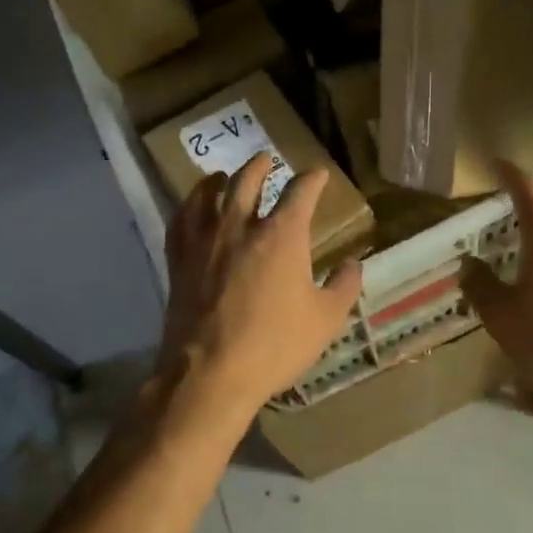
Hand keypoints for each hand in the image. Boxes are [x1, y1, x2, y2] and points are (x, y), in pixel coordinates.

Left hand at [154, 152, 362, 434]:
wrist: (210, 373)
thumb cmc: (275, 344)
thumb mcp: (326, 319)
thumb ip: (343, 286)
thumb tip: (353, 264)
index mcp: (282, 234)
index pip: (300, 191)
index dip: (312, 179)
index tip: (318, 175)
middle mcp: (242, 226)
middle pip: (248, 180)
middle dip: (261, 165)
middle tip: (267, 159)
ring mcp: (205, 240)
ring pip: (208, 193)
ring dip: (219, 179)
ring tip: (222, 175)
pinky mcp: (179, 260)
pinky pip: (180, 220)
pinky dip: (188, 206)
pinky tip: (190, 208)